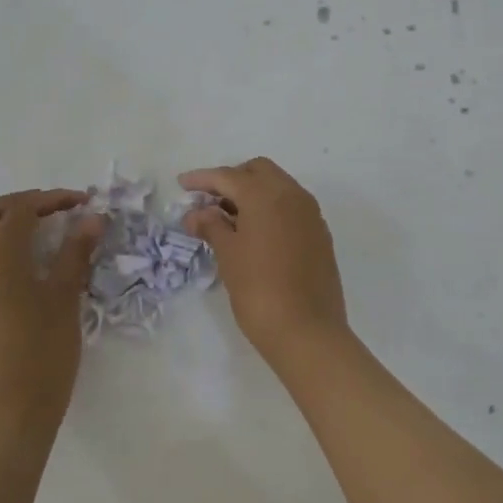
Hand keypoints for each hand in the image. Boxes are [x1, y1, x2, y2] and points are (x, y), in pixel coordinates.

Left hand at [0, 189, 102, 440]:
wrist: (13, 410)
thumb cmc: (43, 352)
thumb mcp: (65, 297)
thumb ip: (75, 253)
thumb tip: (93, 219)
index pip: (19, 211)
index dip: (51, 200)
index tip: (83, 203)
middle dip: (15, 205)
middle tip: (51, 210)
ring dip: (4, 225)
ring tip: (44, 232)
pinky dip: (0, 247)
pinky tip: (32, 262)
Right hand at [179, 157, 349, 363]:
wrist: (307, 330)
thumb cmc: (259, 290)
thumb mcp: (228, 255)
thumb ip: (211, 226)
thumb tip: (197, 213)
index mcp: (267, 195)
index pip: (229, 176)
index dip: (203, 179)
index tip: (182, 184)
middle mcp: (293, 195)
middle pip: (259, 171)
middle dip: (232, 179)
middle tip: (209, 201)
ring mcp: (311, 214)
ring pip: (279, 187)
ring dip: (253, 193)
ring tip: (229, 218)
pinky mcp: (320, 234)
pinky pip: (292, 207)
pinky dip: (271, 208)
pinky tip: (256, 232)